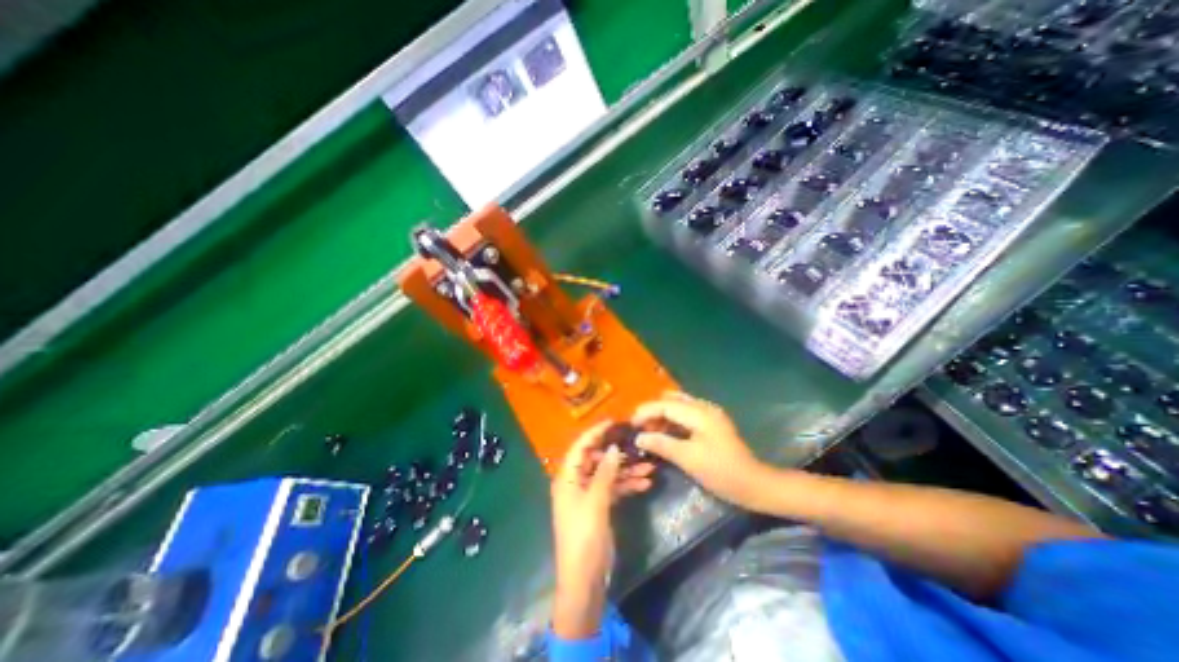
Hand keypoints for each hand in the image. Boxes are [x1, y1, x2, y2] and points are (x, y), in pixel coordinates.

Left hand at [551, 420, 654, 634]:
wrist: (584, 581)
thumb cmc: (584, 538)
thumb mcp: (595, 503)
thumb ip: (605, 474)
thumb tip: (613, 448)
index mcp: (567, 478)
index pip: (580, 447)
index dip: (595, 433)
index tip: (613, 422)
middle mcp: (575, 483)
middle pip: (596, 460)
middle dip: (617, 454)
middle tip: (637, 446)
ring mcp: (587, 495)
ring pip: (608, 475)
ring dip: (627, 471)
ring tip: (649, 468)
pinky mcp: (598, 507)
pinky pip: (613, 489)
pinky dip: (627, 486)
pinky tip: (645, 484)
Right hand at [630, 391, 769, 509]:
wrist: (754, 484)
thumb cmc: (721, 472)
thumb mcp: (689, 459)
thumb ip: (662, 444)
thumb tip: (639, 437)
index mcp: (699, 413)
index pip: (665, 404)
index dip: (646, 411)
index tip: (631, 424)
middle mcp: (704, 407)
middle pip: (671, 401)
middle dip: (653, 411)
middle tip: (640, 428)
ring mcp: (710, 414)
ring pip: (679, 406)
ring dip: (663, 416)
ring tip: (650, 432)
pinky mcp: (712, 424)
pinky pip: (687, 415)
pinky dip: (673, 421)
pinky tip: (667, 434)